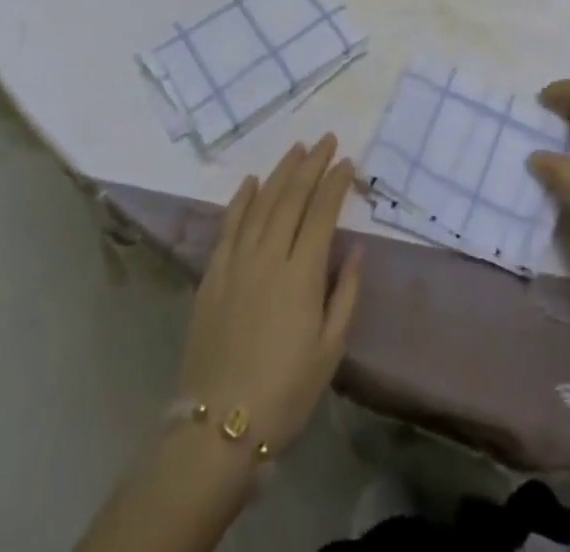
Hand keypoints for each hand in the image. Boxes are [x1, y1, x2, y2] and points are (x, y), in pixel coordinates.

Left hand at [177, 136, 362, 454]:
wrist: (217, 428)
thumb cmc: (285, 391)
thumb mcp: (330, 349)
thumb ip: (346, 293)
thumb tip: (356, 249)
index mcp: (302, 274)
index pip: (322, 212)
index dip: (335, 183)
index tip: (347, 161)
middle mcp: (269, 256)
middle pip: (292, 197)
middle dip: (312, 165)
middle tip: (326, 140)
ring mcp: (237, 262)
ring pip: (261, 203)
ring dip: (280, 172)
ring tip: (296, 149)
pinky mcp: (212, 275)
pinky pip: (228, 226)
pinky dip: (241, 200)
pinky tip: (251, 181)